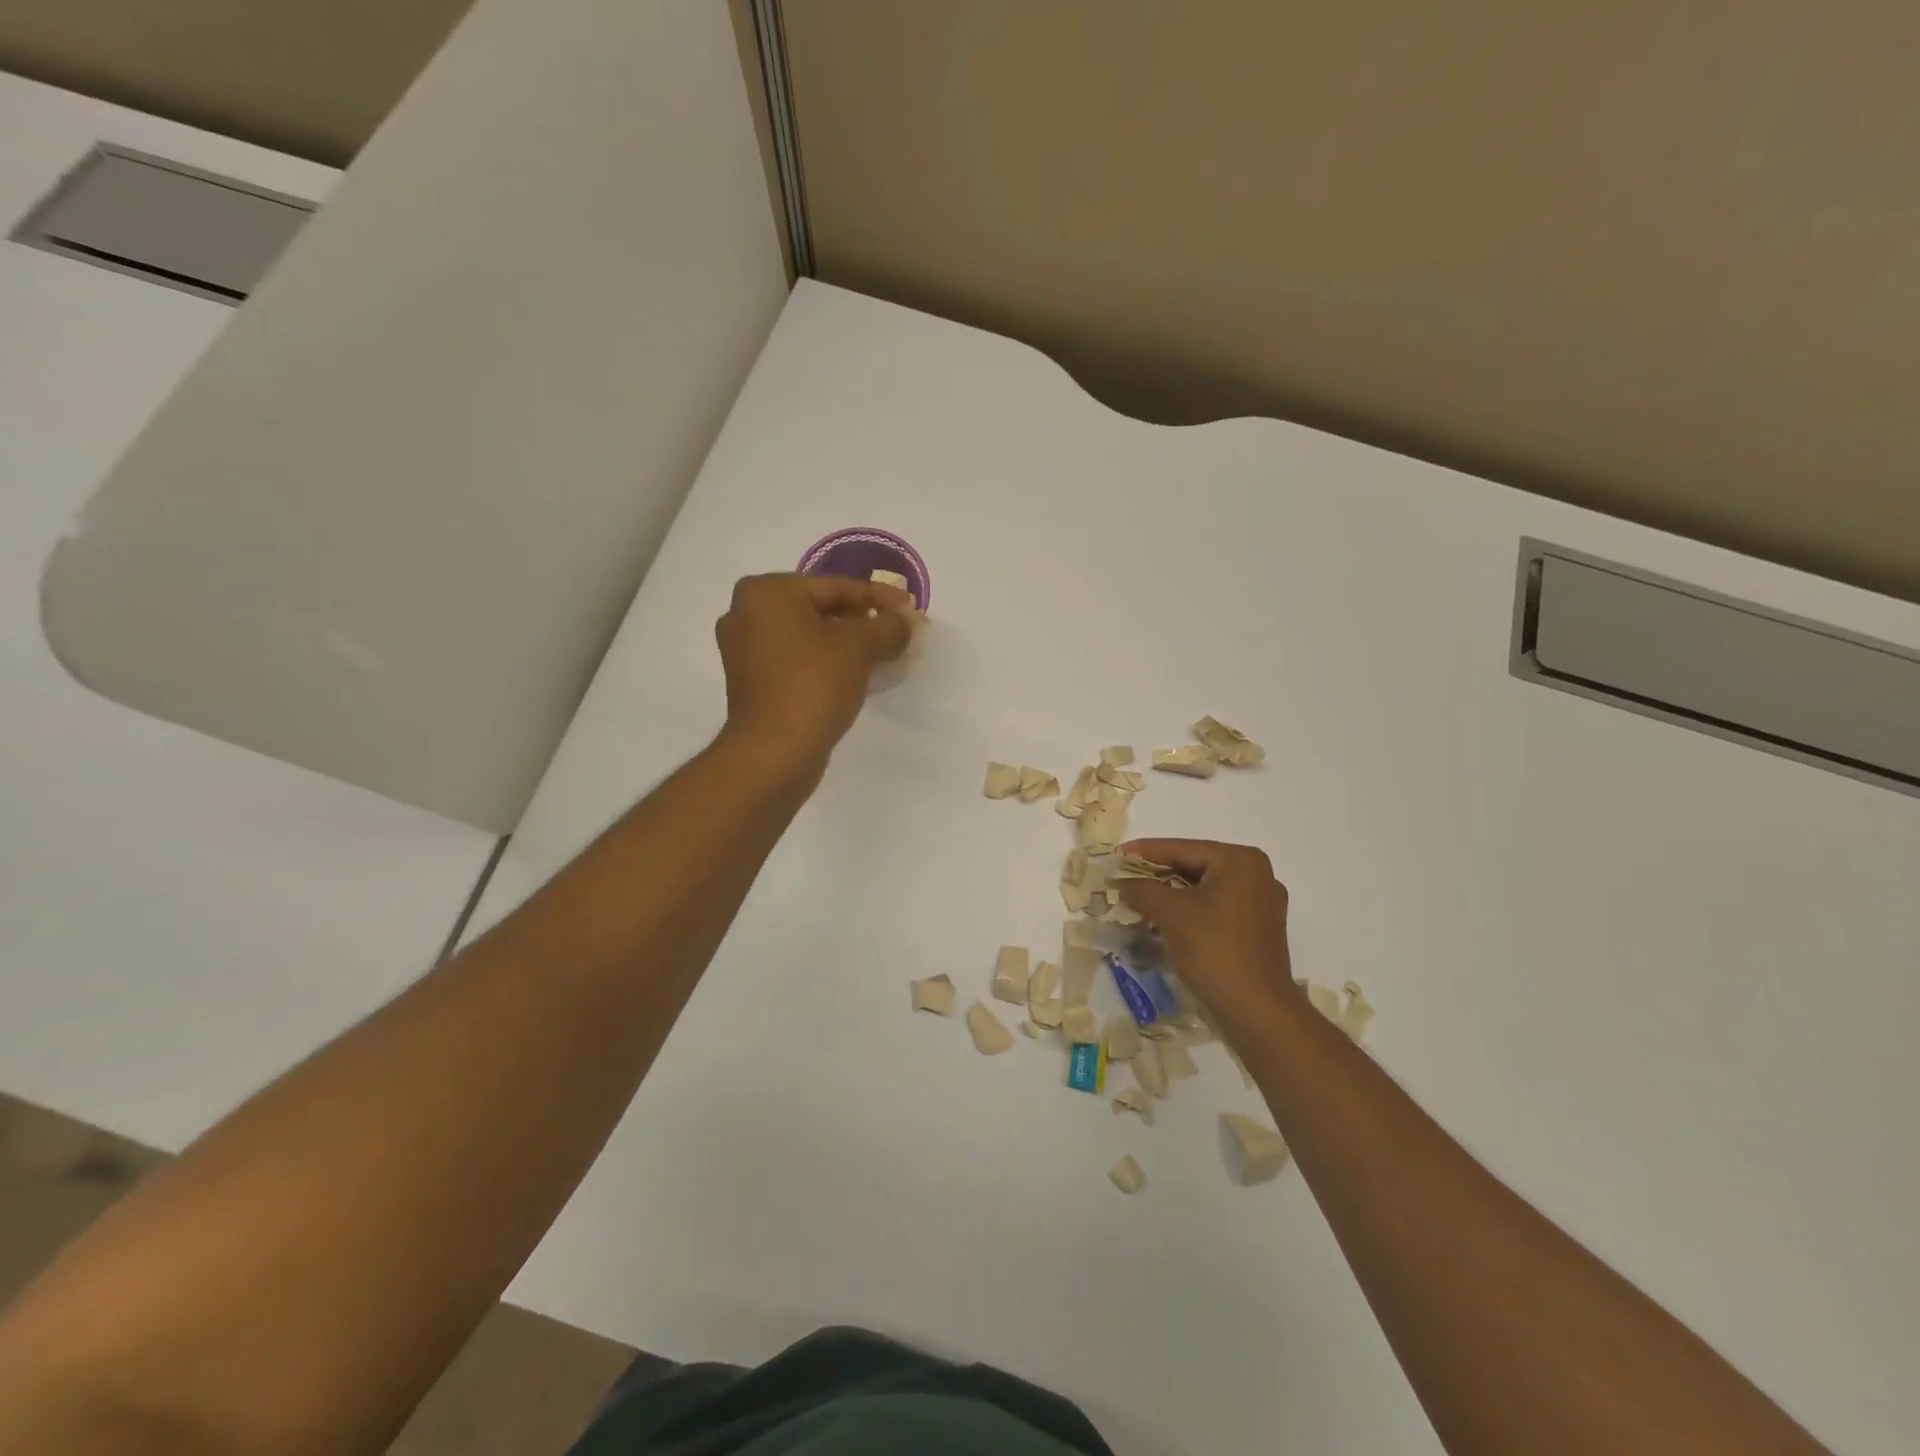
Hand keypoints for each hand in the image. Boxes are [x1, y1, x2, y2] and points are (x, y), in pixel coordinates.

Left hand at [715, 574, 913, 779]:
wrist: (774, 752)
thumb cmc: (813, 684)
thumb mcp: (860, 647)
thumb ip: (888, 626)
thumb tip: (905, 622)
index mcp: (766, 593)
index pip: (835, 586)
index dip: (879, 596)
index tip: (911, 609)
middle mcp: (747, 614)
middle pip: (820, 609)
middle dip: (863, 621)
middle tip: (898, 632)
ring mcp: (745, 651)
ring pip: (810, 637)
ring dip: (848, 644)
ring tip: (884, 655)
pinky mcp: (753, 683)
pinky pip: (799, 661)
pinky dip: (827, 663)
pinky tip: (857, 676)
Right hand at [1116, 839, 1298, 1026]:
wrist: (1256, 1010)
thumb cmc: (1214, 949)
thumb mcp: (1170, 913)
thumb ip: (1141, 889)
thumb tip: (1119, 881)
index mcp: (1240, 861)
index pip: (1182, 849)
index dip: (1145, 852)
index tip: (1116, 855)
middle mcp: (1257, 875)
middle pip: (1194, 867)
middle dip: (1157, 875)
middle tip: (1123, 879)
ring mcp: (1261, 905)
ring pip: (1204, 890)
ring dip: (1170, 896)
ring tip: (1137, 900)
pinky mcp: (1257, 932)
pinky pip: (1215, 910)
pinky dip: (1189, 912)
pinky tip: (1164, 922)